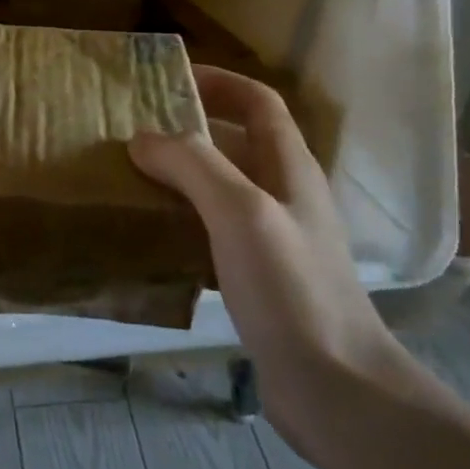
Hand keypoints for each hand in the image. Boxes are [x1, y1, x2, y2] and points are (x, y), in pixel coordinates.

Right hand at [130, 65, 420, 455]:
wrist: (337, 389)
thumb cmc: (292, 288)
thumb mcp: (240, 212)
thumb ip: (193, 166)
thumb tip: (143, 139)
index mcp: (290, 168)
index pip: (259, 102)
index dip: (220, 82)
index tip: (170, 80)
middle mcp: (285, 195)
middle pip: (238, 142)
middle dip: (190, 128)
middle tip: (136, 129)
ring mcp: (275, 238)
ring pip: (223, 188)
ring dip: (182, 175)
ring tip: (133, 175)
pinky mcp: (260, 278)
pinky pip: (215, 231)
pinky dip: (184, 220)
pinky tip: (151, 233)